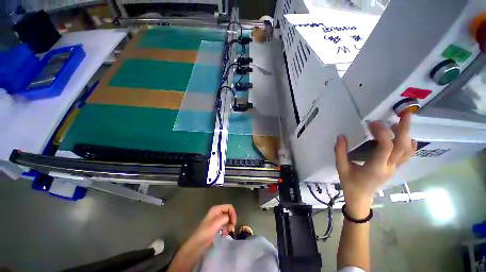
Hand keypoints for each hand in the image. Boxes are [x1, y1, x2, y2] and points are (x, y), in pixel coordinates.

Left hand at [187, 204, 236, 248]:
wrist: (198, 244)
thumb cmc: (206, 232)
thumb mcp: (216, 223)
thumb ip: (225, 217)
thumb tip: (230, 218)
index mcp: (216, 209)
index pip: (229, 207)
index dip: (233, 213)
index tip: (233, 223)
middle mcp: (217, 212)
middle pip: (229, 213)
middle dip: (231, 220)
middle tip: (231, 228)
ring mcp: (217, 219)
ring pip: (227, 219)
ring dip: (229, 225)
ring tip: (227, 232)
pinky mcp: (216, 226)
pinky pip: (225, 225)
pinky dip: (226, 229)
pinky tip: (224, 234)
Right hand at [334, 112, 416, 217]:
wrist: (360, 197)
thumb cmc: (350, 183)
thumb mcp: (341, 167)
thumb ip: (340, 152)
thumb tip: (341, 136)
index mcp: (375, 168)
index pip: (385, 147)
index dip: (382, 133)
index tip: (372, 124)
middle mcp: (389, 167)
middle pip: (403, 146)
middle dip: (405, 129)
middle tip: (404, 114)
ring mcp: (394, 168)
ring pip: (407, 150)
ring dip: (407, 134)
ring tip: (401, 122)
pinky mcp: (394, 167)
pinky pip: (407, 155)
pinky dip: (409, 144)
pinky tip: (404, 137)